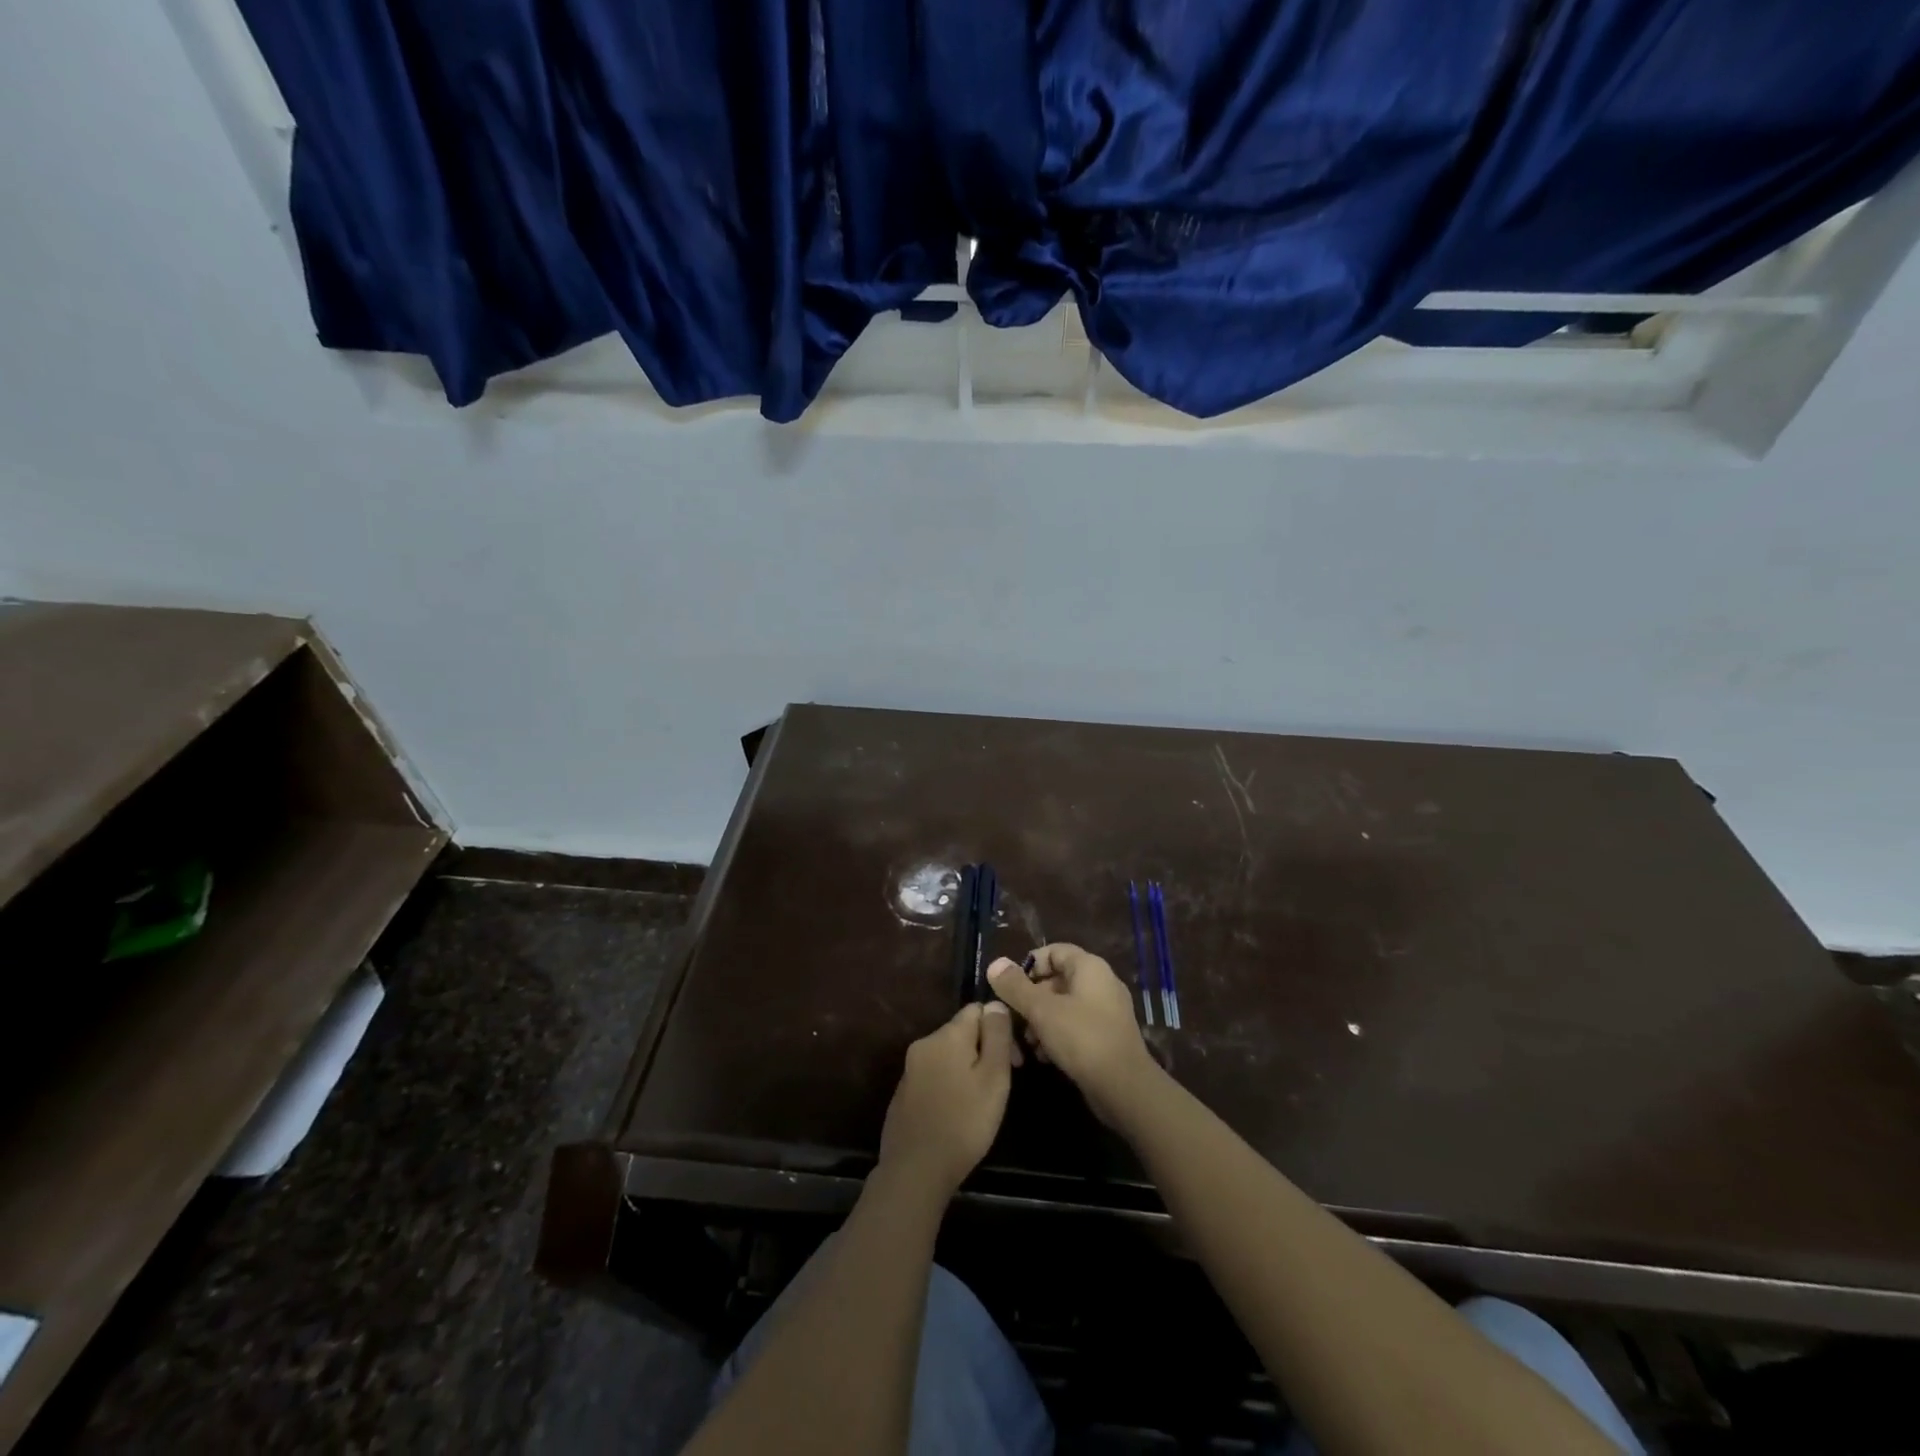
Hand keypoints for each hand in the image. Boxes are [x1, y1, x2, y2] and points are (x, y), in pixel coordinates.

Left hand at [878, 1002, 1014, 1198]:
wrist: (915, 1171)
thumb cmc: (964, 1122)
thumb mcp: (993, 1078)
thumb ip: (997, 1036)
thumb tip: (996, 1003)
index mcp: (947, 1035)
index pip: (977, 1009)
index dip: (1000, 1029)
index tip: (1014, 1061)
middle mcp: (924, 1043)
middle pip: (962, 1032)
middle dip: (984, 1050)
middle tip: (1001, 1086)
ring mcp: (910, 1069)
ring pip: (948, 1055)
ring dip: (967, 1068)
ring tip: (981, 1102)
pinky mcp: (904, 1092)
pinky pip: (934, 1075)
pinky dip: (949, 1084)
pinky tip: (957, 1113)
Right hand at [987, 946, 1159, 1126]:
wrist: (1124, 1087)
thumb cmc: (1082, 1038)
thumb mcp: (1041, 1010)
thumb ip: (1016, 986)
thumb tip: (995, 963)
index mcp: (1089, 967)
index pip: (1054, 951)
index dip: (1029, 965)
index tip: (1011, 987)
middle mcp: (1101, 983)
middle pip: (1057, 979)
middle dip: (1032, 998)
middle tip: (1016, 1019)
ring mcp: (1107, 1010)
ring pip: (1065, 1005)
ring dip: (1042, 1020)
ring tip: (1028, 1043)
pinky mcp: (1107, 1036)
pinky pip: (1076, 1025)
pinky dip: (1058, 1035)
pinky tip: (1044, 1056)